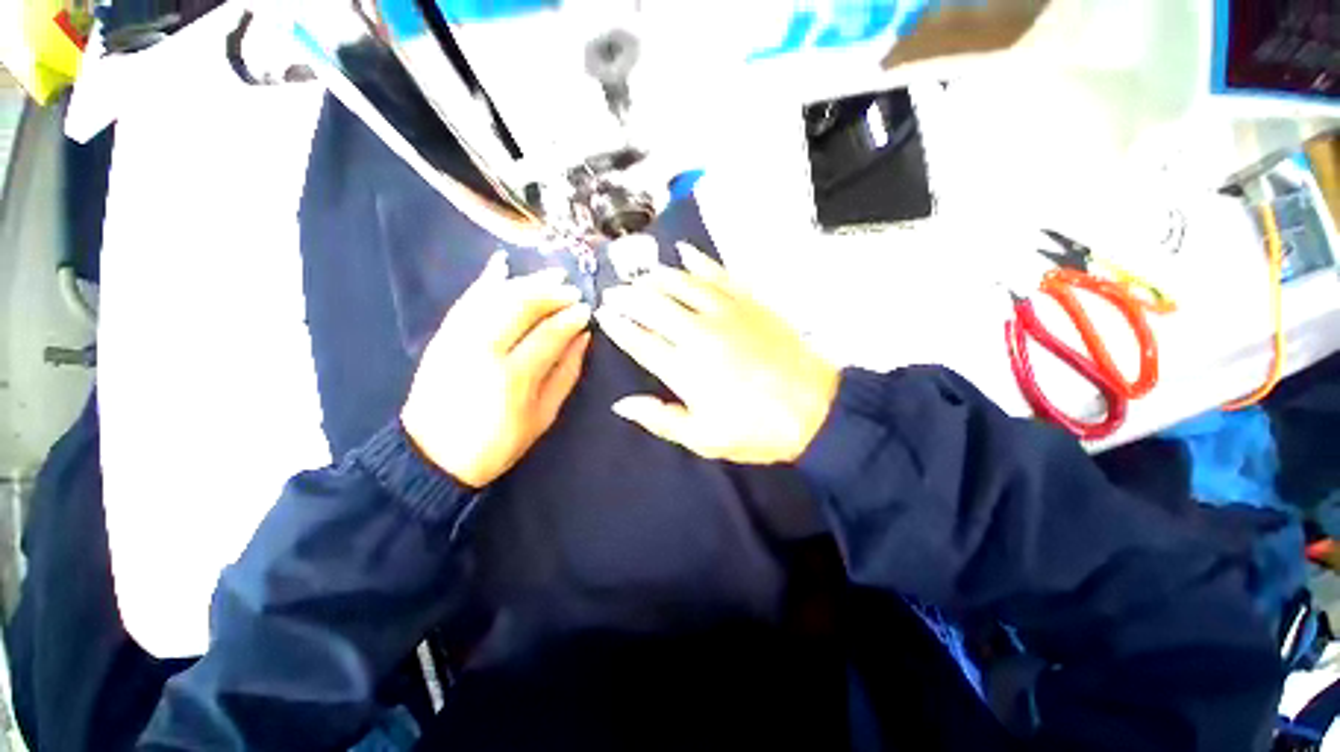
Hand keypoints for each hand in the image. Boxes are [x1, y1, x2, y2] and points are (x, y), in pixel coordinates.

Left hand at [402, 255, 591, 487]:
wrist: (433, 456)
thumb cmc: (497, 444)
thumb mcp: (543, 417)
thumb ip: (566, 374)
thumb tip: (583, 338)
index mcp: (513, 377)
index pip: (548, 334)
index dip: (570, 318)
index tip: (587, 310)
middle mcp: (482, 350)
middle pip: (520, 306)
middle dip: (551, 293)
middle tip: (572, 289)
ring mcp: (457, 339)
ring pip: (495, 297)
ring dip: (526, 282)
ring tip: (551, 276)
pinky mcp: (442, 336)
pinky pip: (467, 300)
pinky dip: (485, 281)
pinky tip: (502, 264)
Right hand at [596, 243, 839, 463]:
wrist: (813, 409)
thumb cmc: (756, 429)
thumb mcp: (704, 438)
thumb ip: (661, 419)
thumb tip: (623, 404)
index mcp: (684, 369)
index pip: (640, 340)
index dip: (619, 325)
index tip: (605, 314)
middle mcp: (699, 334)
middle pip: (653, 305)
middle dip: (629, 296)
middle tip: (615, 292)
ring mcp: (726, 313)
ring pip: (681, 283)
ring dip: (656, 276)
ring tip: (641, 274)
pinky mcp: (749, 302)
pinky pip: (718, 274)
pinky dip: (699, 260)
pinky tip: (685, 251)